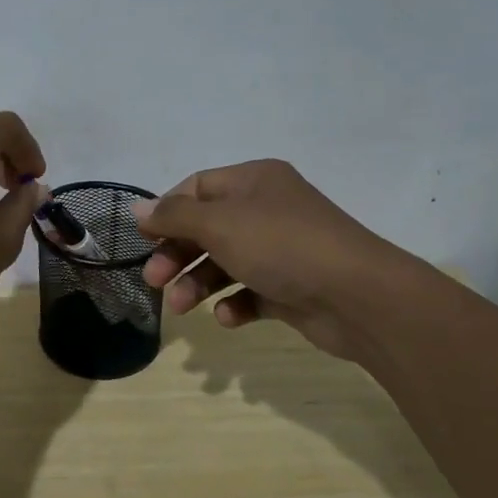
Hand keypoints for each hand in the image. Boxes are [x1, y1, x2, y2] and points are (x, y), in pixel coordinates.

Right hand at [133, 159, 421, 361]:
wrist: (360, 297)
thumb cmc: (281, 246)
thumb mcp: (219, 224)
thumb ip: (174, 216)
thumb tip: (138, 209)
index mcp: (254, 180)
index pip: (197, 187)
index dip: (167, 212)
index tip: (144, 240)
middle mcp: (267, 209)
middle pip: (207, 228)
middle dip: (177, 254)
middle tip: (154, 281)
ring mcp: (282, 249)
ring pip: (226, 262)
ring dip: (198, 283)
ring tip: (181, 308)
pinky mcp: (292, 286)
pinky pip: (252, 291)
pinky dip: (234, 303)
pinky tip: (228, 316)